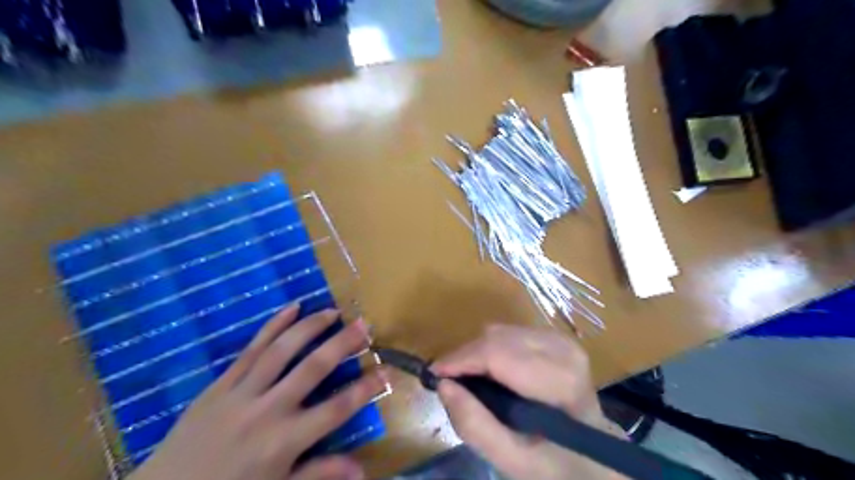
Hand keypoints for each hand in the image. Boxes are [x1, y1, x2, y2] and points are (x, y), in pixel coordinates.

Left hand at [130, 306, 384, 479]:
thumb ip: (319, 474)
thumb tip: (362, 471)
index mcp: (285, 441)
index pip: (336, 409)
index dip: (365, 389)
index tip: (386, 371)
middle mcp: (267, 410)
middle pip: (313, 369)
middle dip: (342, 344)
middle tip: (364, 324)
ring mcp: (242, 392)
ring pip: (282, 350)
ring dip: (310, 327)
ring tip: (333, 312)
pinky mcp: (221, 383)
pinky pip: (251, 349)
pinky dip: (273, 326)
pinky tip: (292, 307)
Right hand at [435, 324, 625, 477]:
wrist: (595, 452)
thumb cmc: (555, 461)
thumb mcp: (513, 460)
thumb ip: (475, 426)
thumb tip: (444, 384)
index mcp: (559, 382)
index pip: (498, 354)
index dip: (461, 359)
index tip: (434, 374)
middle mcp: (563, 350)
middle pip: (497, 337)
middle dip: (466, 356)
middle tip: (450, 380)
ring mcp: (561, 340)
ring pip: (500, 330)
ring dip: (478, 351)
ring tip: (470, 377)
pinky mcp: (555, 337)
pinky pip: (510, 332)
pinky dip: (492, 347)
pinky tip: (492, 370)